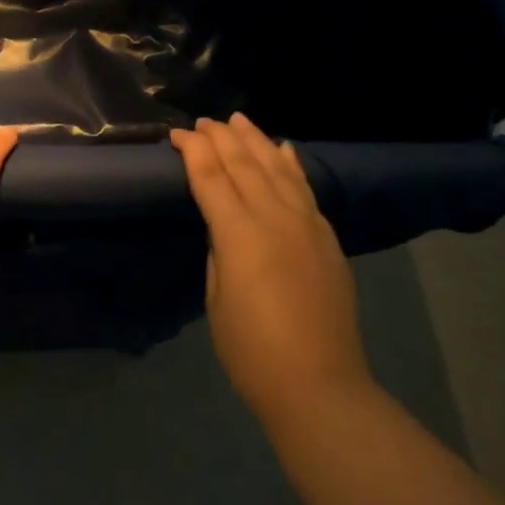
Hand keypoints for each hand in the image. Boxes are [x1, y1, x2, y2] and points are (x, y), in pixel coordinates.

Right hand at [171, 114, 371, 423]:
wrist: (319, 384)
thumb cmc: (251, 350)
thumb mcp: (216, 297)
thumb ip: (220, 250)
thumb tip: (226, 226)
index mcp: (240, 234)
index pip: (211, 177)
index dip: (193, 151)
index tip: (177, 134)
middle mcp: (275, 217)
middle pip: (244, 163)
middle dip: (221, 137)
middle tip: (202, 121)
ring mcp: (307, 224)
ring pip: (277, 167)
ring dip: (255, 140)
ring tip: (238, 119)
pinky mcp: (327, 237)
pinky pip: (305, 188)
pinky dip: (291, 164)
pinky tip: (282, 148)